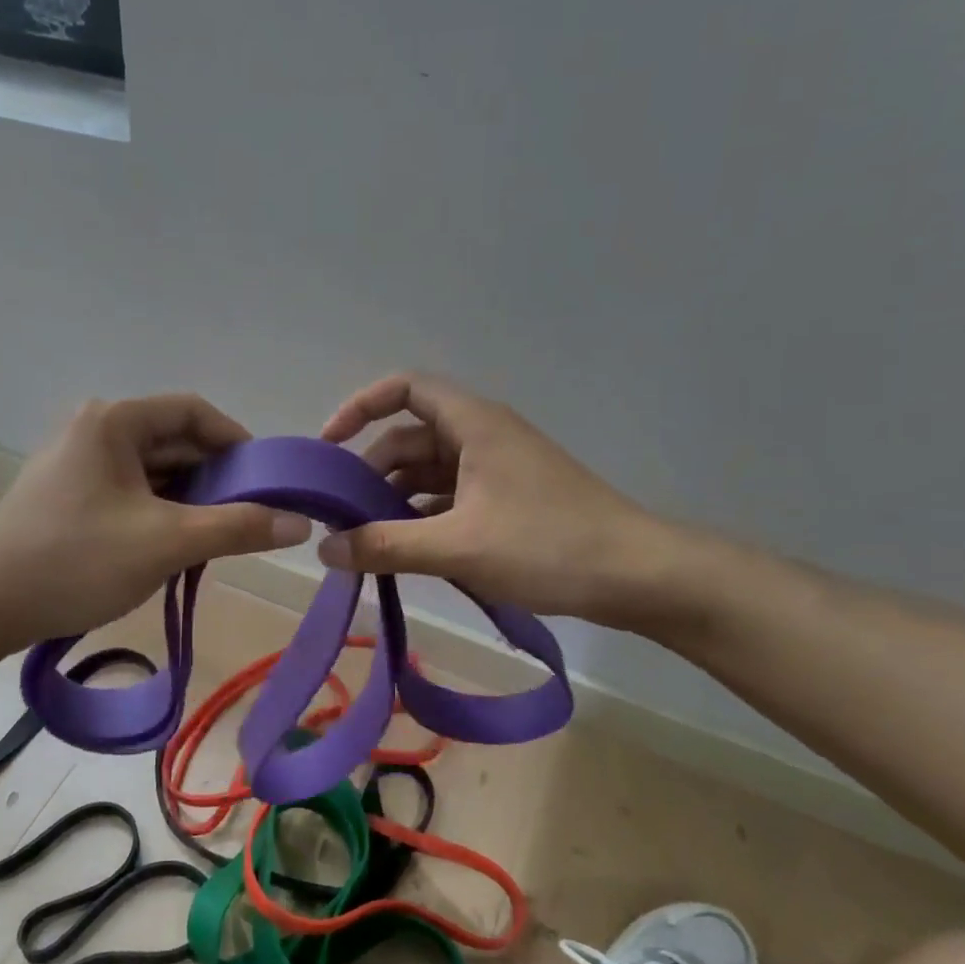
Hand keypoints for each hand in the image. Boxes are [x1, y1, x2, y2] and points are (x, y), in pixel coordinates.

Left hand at [0, 394, 311, 646]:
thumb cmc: (76, 561)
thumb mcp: (167, 542)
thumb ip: (238, 527)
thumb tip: (301, 521)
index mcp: (114, 421)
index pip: (194, 412)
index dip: (238, 443)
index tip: (268, 481)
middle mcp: (95, 430)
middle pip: (175, 442)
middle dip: (216, 478)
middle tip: (250, 517)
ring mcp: (79, 464)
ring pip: (155, 472)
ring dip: (191, 500)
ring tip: (218, 537)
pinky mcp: (70, 496)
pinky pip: (132, 493)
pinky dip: (162, 514)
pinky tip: (176, 547)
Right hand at [318, 373, 696, 628]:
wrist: (639, 576)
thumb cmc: (546, 545)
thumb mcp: (457, 547)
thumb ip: (386, 546)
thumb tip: (325, 549)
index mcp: (473, 424)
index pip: (405, 388)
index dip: (360, 407)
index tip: (329, 448)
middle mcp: (484, 435)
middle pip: (411, 435)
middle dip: (372, 469)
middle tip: (342, 513)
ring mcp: (500, 467)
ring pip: (431, 469)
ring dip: (397, 497)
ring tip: (368, 538)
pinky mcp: (511, 498)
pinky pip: (453, 495)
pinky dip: (425, 515)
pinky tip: (409, 550)